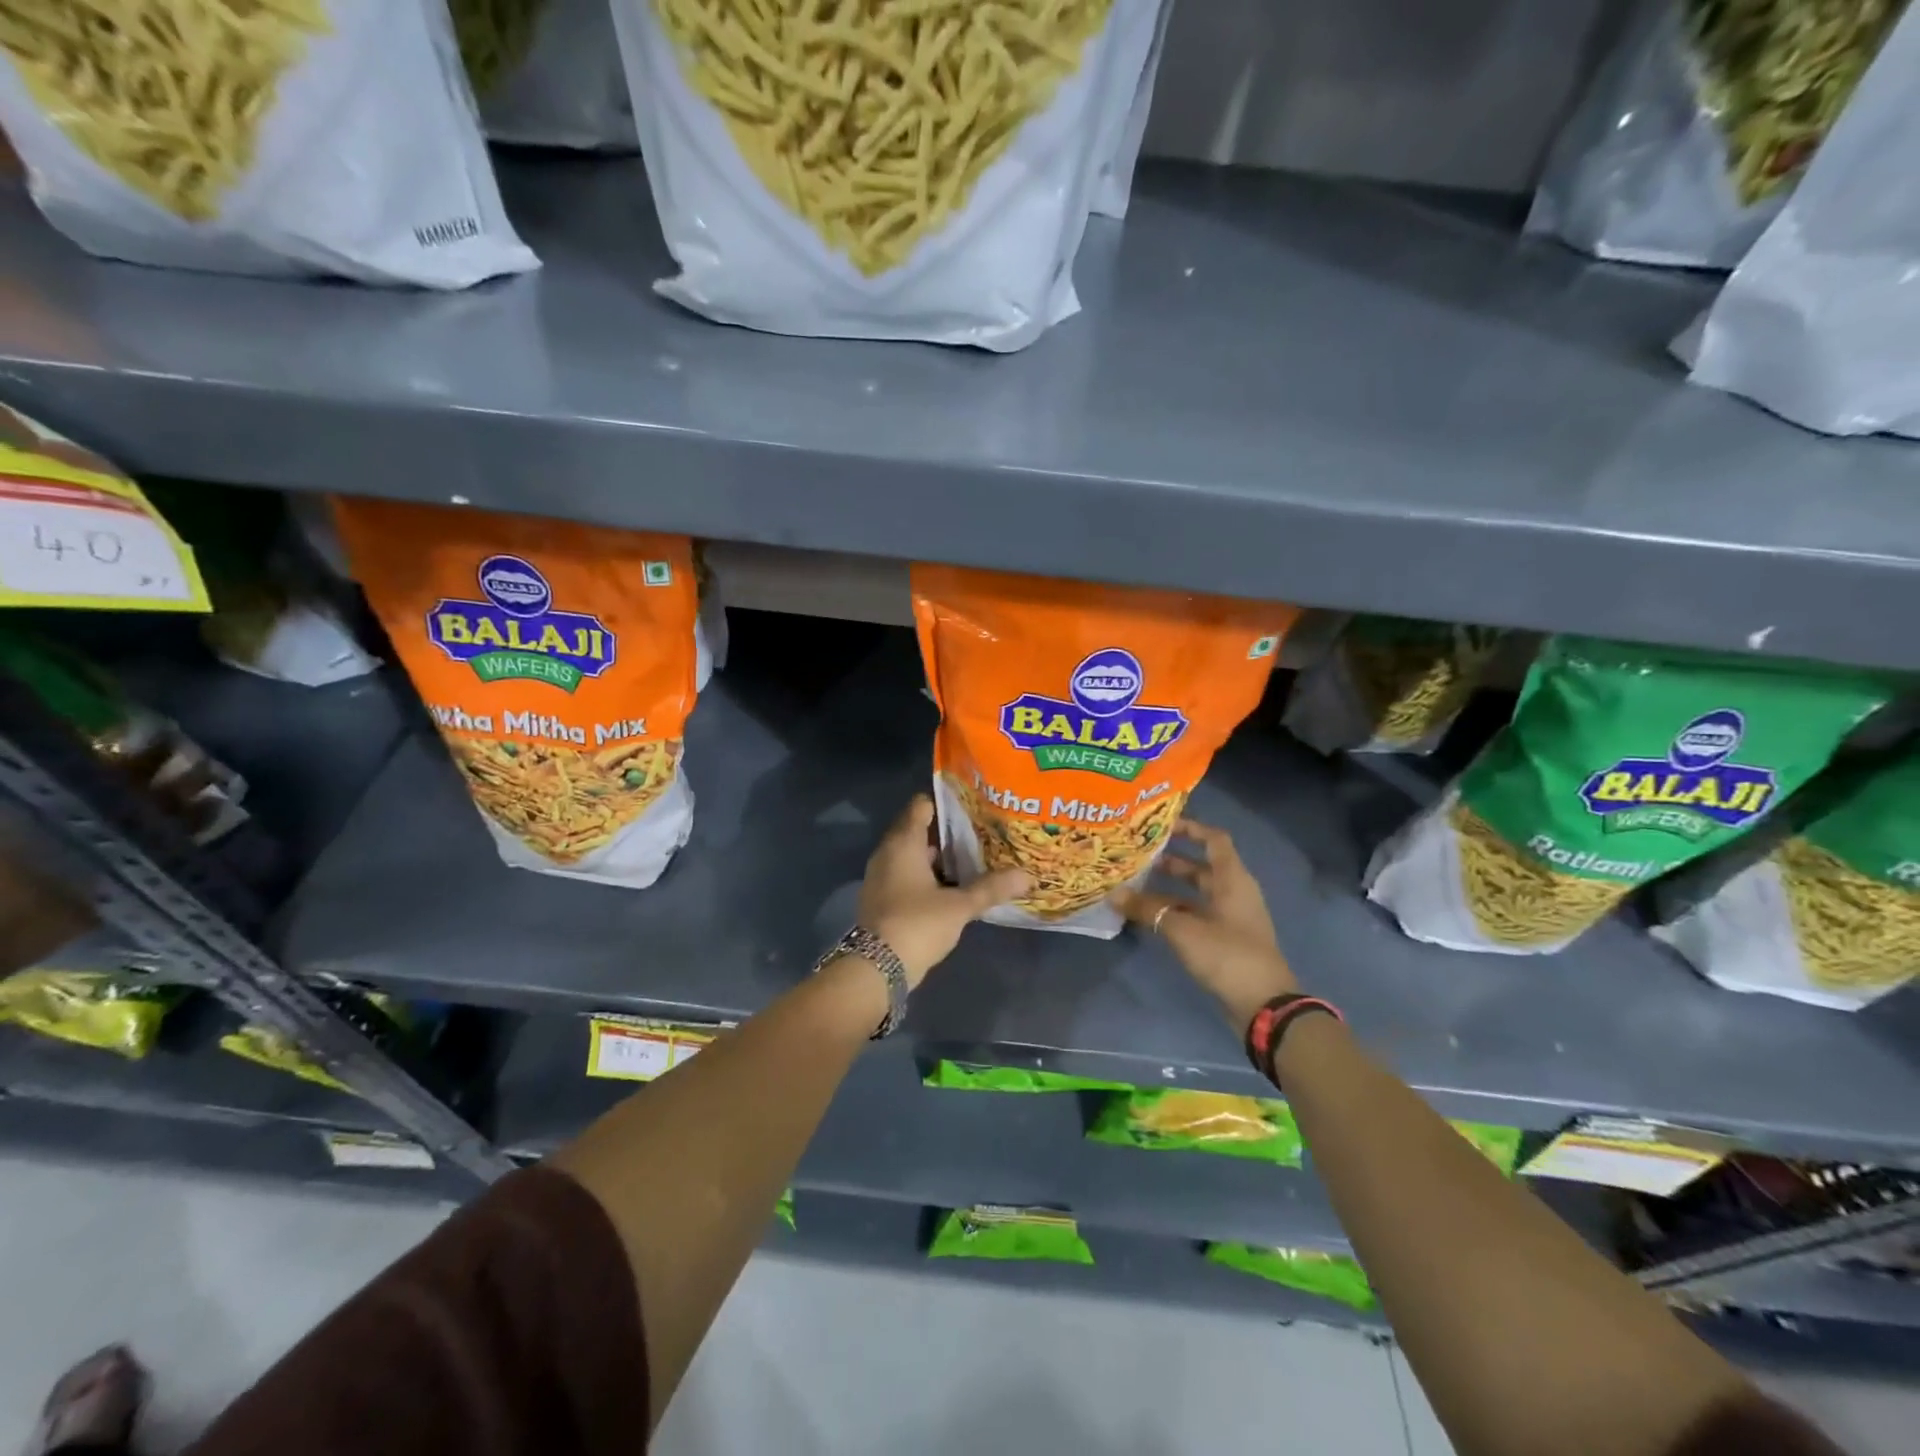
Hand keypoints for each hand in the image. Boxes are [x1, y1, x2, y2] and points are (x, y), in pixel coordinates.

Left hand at [857, 795, 1028, 985]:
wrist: (876, 968)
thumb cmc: (917, 924)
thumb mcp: (959, 906)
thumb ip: (991, 888)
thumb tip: (1027, 875)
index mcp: (903, 843)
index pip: (921, 806)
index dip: (945, 803)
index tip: (972, 805)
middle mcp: (888, 852)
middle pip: (917, 830)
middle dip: (946, 832)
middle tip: (980, 832)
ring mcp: (881, 876)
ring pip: (912, 855)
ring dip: (937, 857)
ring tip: (971, 858)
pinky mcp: (882, 898)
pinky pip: (906, 875)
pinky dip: (926, 876)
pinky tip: (951, 887)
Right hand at [1113, 819, 1298, 1031]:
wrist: (1264, 1005)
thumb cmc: (1227, 954)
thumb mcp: (1182, 929)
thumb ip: (1148, 909)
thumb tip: (1114, 894)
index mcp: (1232, 879)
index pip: (1214, 840)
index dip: (1190, 828)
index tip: (1160, 824)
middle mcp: (1234, 892)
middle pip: (1201, 866)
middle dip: (1171, 860)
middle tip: (1138, 856)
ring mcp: (1231, 918)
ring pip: (1197, 893)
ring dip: (1170, 888)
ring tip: (1136, 884)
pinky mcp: (1225, 940)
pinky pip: (1196, 914)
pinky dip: (1175, 911)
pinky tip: (1149, 915)